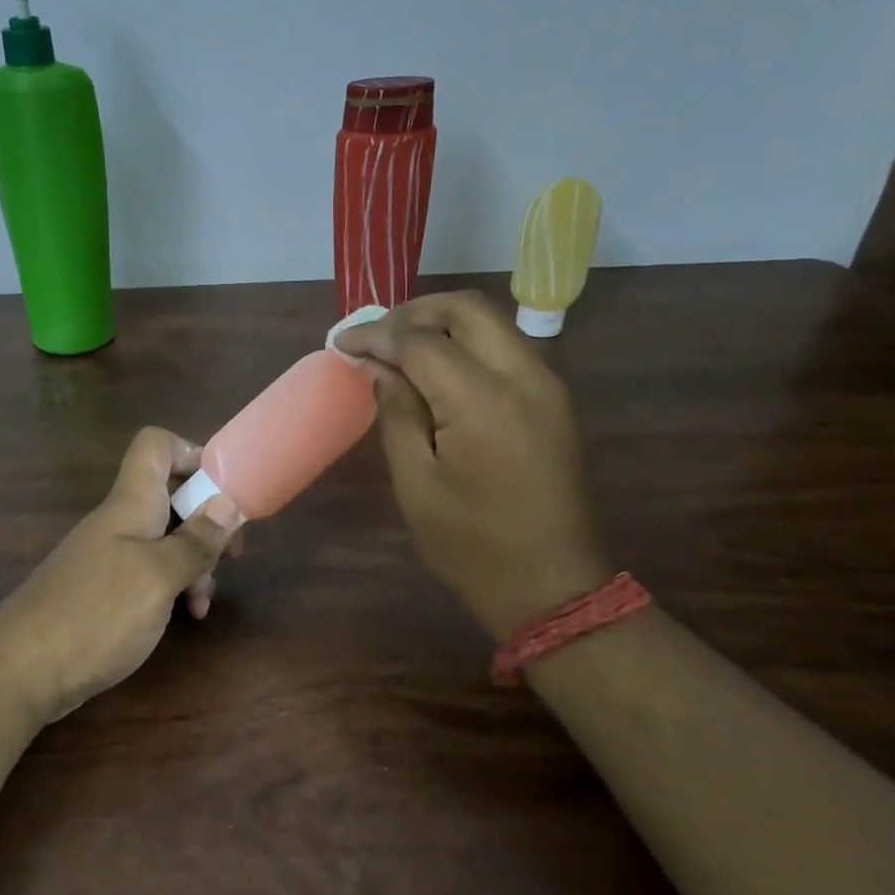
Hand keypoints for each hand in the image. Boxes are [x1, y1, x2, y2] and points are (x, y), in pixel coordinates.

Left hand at [0, 427, 243, 724]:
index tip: (223, 489)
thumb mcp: (158, 578)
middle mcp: (120, 522)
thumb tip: (228, 503)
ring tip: (204, 600)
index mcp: (131, 504)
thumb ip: (195, 541)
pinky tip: (187, 616)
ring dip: (194, 561)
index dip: (192, 453)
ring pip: (164, 538)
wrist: (21, 672)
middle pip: (170, 494)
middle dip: (207, 520)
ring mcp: (110, 556)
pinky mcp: (104, 590)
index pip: (156, 446)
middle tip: (233, 554)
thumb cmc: (96, 615)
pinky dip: (172, 586)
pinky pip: (149, 572)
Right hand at [336, 290, 610, 639]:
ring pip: (491, 323)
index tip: (340, 344)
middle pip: (466, 309)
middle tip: (374, 336)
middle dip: (412, 312)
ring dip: (441, 324)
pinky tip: (436, 372)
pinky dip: (467, 344)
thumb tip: (377, 367)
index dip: (375, 335)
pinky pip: (506, 349)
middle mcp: (523, 377)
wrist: (553, 585)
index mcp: (482, 401)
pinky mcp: (554, 401)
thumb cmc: (471, 544)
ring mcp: (547, 386)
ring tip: (398, 350)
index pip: (420, 340)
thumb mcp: (416, 484)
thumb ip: (396, 413)